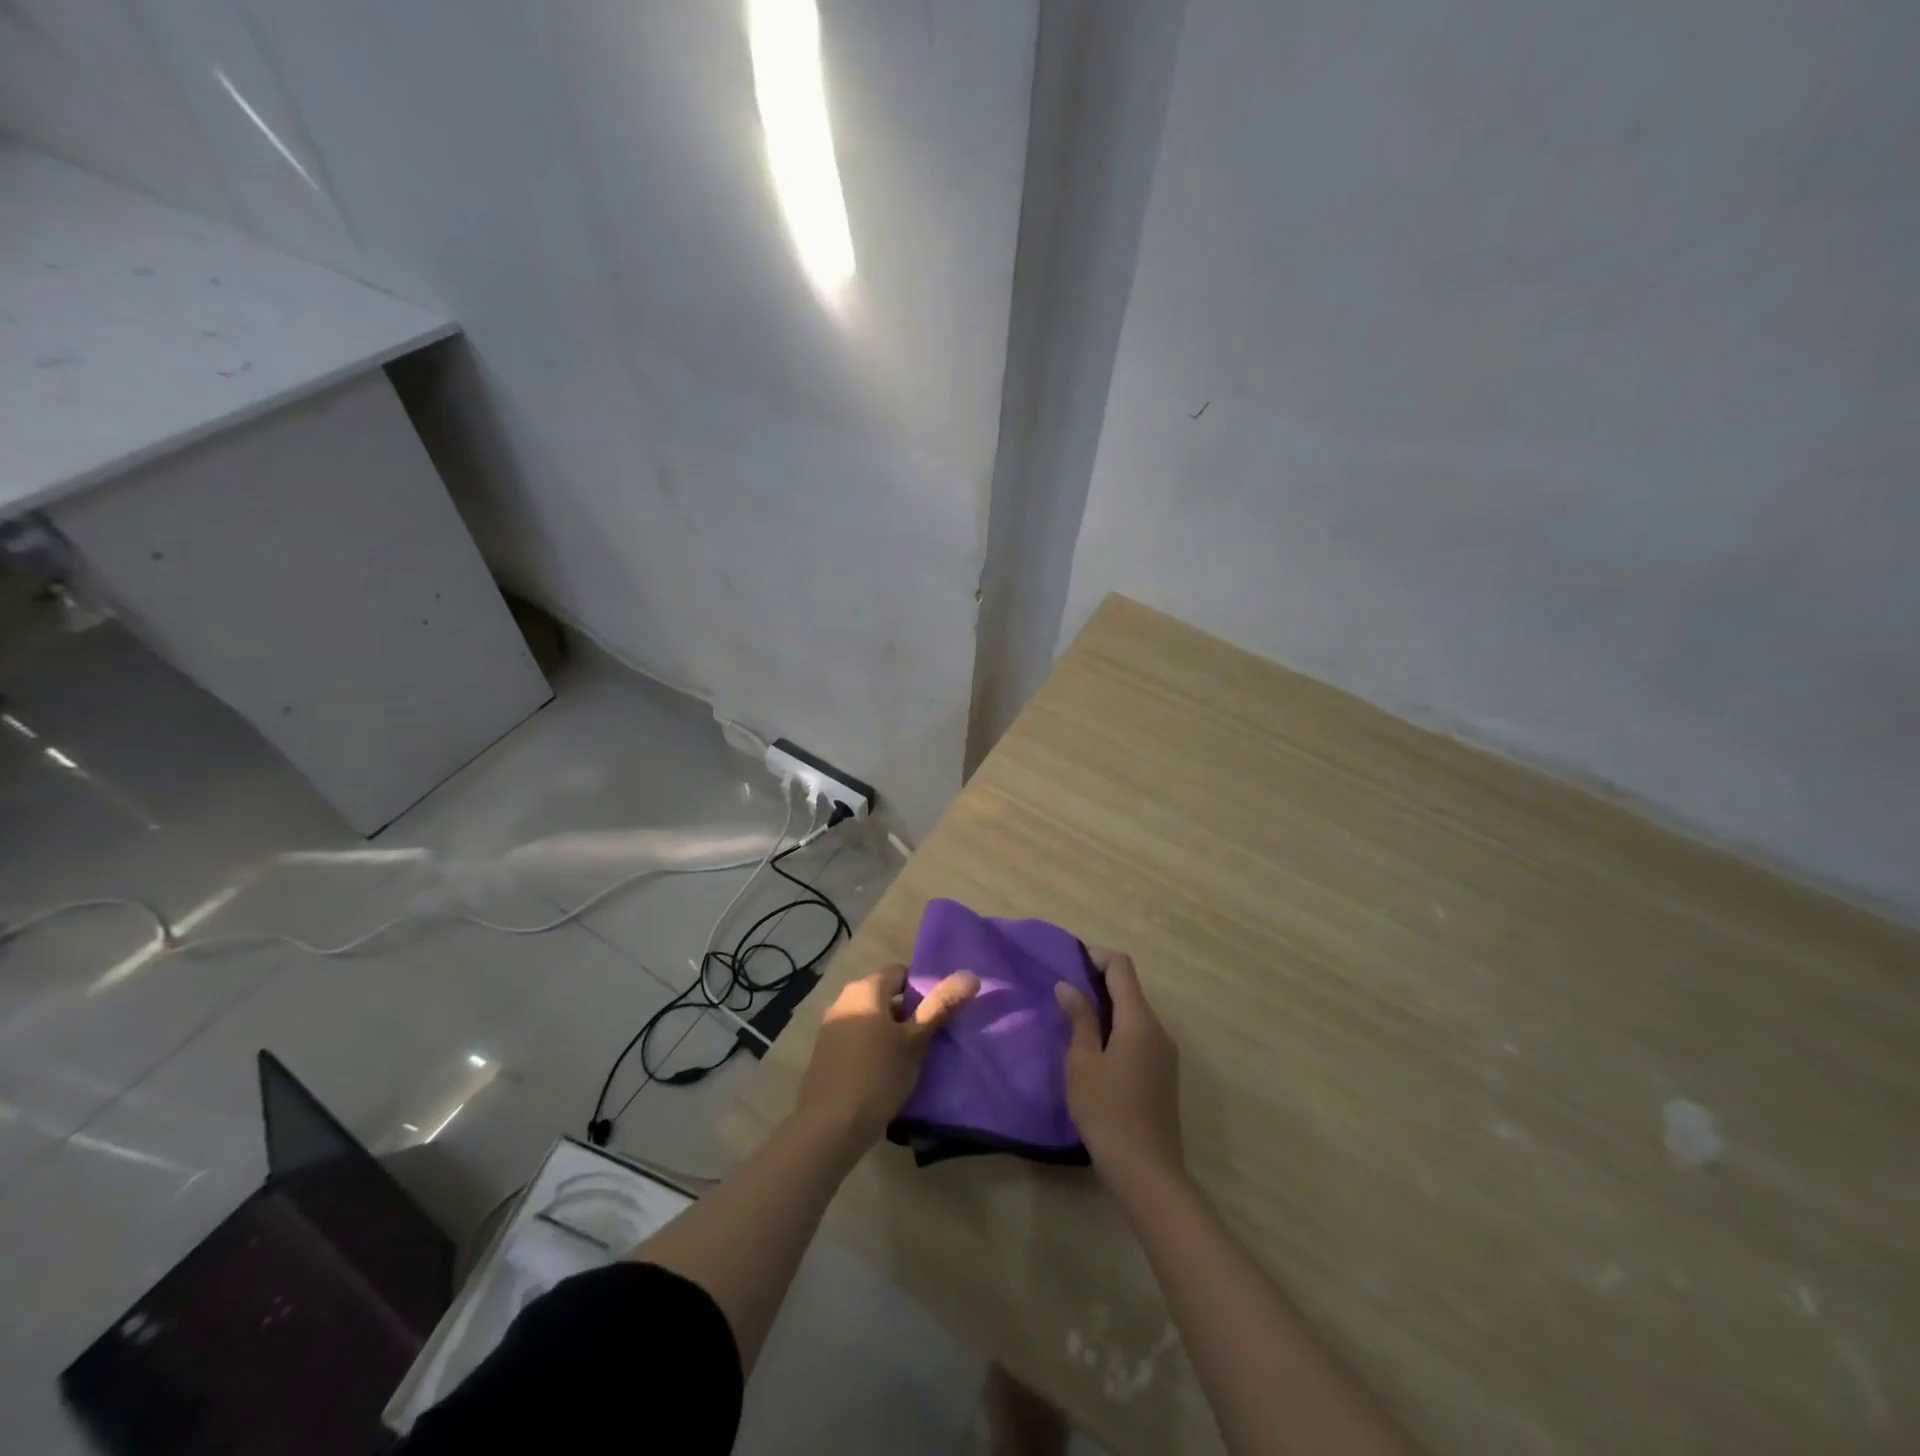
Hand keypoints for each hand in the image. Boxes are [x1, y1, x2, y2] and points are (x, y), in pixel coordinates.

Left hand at [796, 963, 979, 1148]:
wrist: (829, 1126)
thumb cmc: (878, 1075)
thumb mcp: (916, 1041)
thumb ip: (941, 1006)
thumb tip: (971, 975)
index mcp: (866, 988)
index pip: (901, 972)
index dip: (923, 989)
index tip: (937, 1014)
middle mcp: (844, 999)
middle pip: (885, 995)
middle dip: (907, 1013)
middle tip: (928, 1038)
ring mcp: (831, 1026)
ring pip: (870, 1018)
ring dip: (889, 1032)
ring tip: (909, 1058)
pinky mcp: (824, 1052)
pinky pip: (856, 1037)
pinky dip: (871, 1046)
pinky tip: (882, 1073)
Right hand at [1055, 948, 1183, 1186]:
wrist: (1147, 1171)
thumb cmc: (1107, 1111)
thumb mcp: (1083, 1062)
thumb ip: (1079, 1018)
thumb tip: (1068, 985)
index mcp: (1139, 1020)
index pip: (1122, 967)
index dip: (1096, 957)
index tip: (1069, 963)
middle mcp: (1158, 1028)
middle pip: (1130, 988)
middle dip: (1098, 982)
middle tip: (1064, 991)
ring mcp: (1165, 1052)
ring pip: (1135, 1013)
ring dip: (1108, 1007)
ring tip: (1074, 1019)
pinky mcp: (1164, 1072)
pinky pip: (1140, 1034)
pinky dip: (1118, 1028)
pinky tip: (1096, 1048)